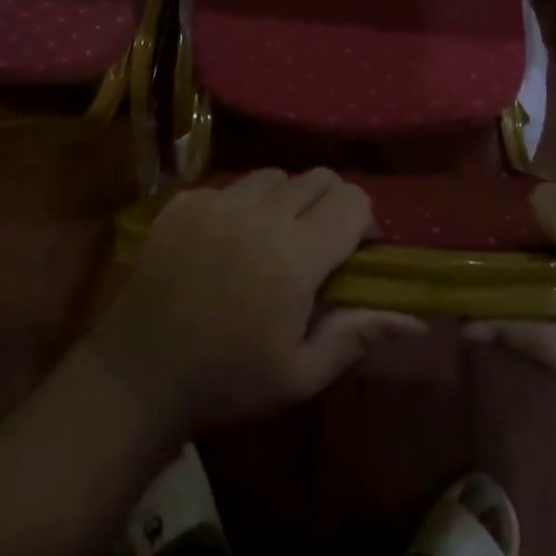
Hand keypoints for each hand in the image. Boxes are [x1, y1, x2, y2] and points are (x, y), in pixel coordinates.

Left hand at [88, 169, 426, 433]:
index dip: (364, 220)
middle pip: (317, 177)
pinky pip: (230, 185)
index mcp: (294, 257)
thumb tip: (414, 315)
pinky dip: (242, 204)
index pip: (352, 200)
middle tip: (319, 243)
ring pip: (274, 176)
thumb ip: (358, 333)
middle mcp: (259, 215)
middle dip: (330, 203)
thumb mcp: (301, 372)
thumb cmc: (229, 380)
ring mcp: (217, 201)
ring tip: (272, 238)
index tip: (357, 251)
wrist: (142, 370)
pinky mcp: (186, 200)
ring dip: (286, 200)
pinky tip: (228, 242)